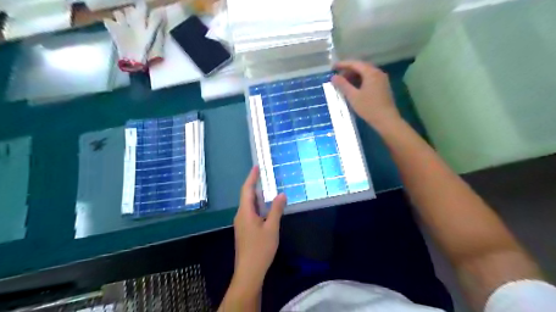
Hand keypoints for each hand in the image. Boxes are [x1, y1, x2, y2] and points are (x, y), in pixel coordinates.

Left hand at [233, 166, 285, 287]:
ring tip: (267, 190)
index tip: (256, 167)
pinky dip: (258, 206)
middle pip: (247, 196)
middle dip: (255, 185)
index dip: (251, 177)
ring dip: (257, 197)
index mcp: (245, 212)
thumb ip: (276, 210)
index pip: (247, 190)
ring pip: (249, 205)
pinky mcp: (244, 230)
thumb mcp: (272, 228)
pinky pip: (250, 213)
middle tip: (265, 176)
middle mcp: (241, 215)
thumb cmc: (260, 249)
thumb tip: (281, 194)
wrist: (249, 272)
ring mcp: (242, 224)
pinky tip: (266, 208)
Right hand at [332, 60, 401, 128]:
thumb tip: (333, 77)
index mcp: (371, 73)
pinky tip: (354, 88)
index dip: (342, 64)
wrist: (386, 120)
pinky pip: (369, 79)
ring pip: (365, 73)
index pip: (355, 64)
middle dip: (348, 70)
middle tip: (337, 77)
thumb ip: (343, 85)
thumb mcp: (353, 96)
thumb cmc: (369, 108)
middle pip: (361, 67)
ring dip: (354, 76)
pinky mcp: (383, 87)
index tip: (332, 67)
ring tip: (344, 83)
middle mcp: (378, 73)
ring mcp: (382, 80)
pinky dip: (360, 81)